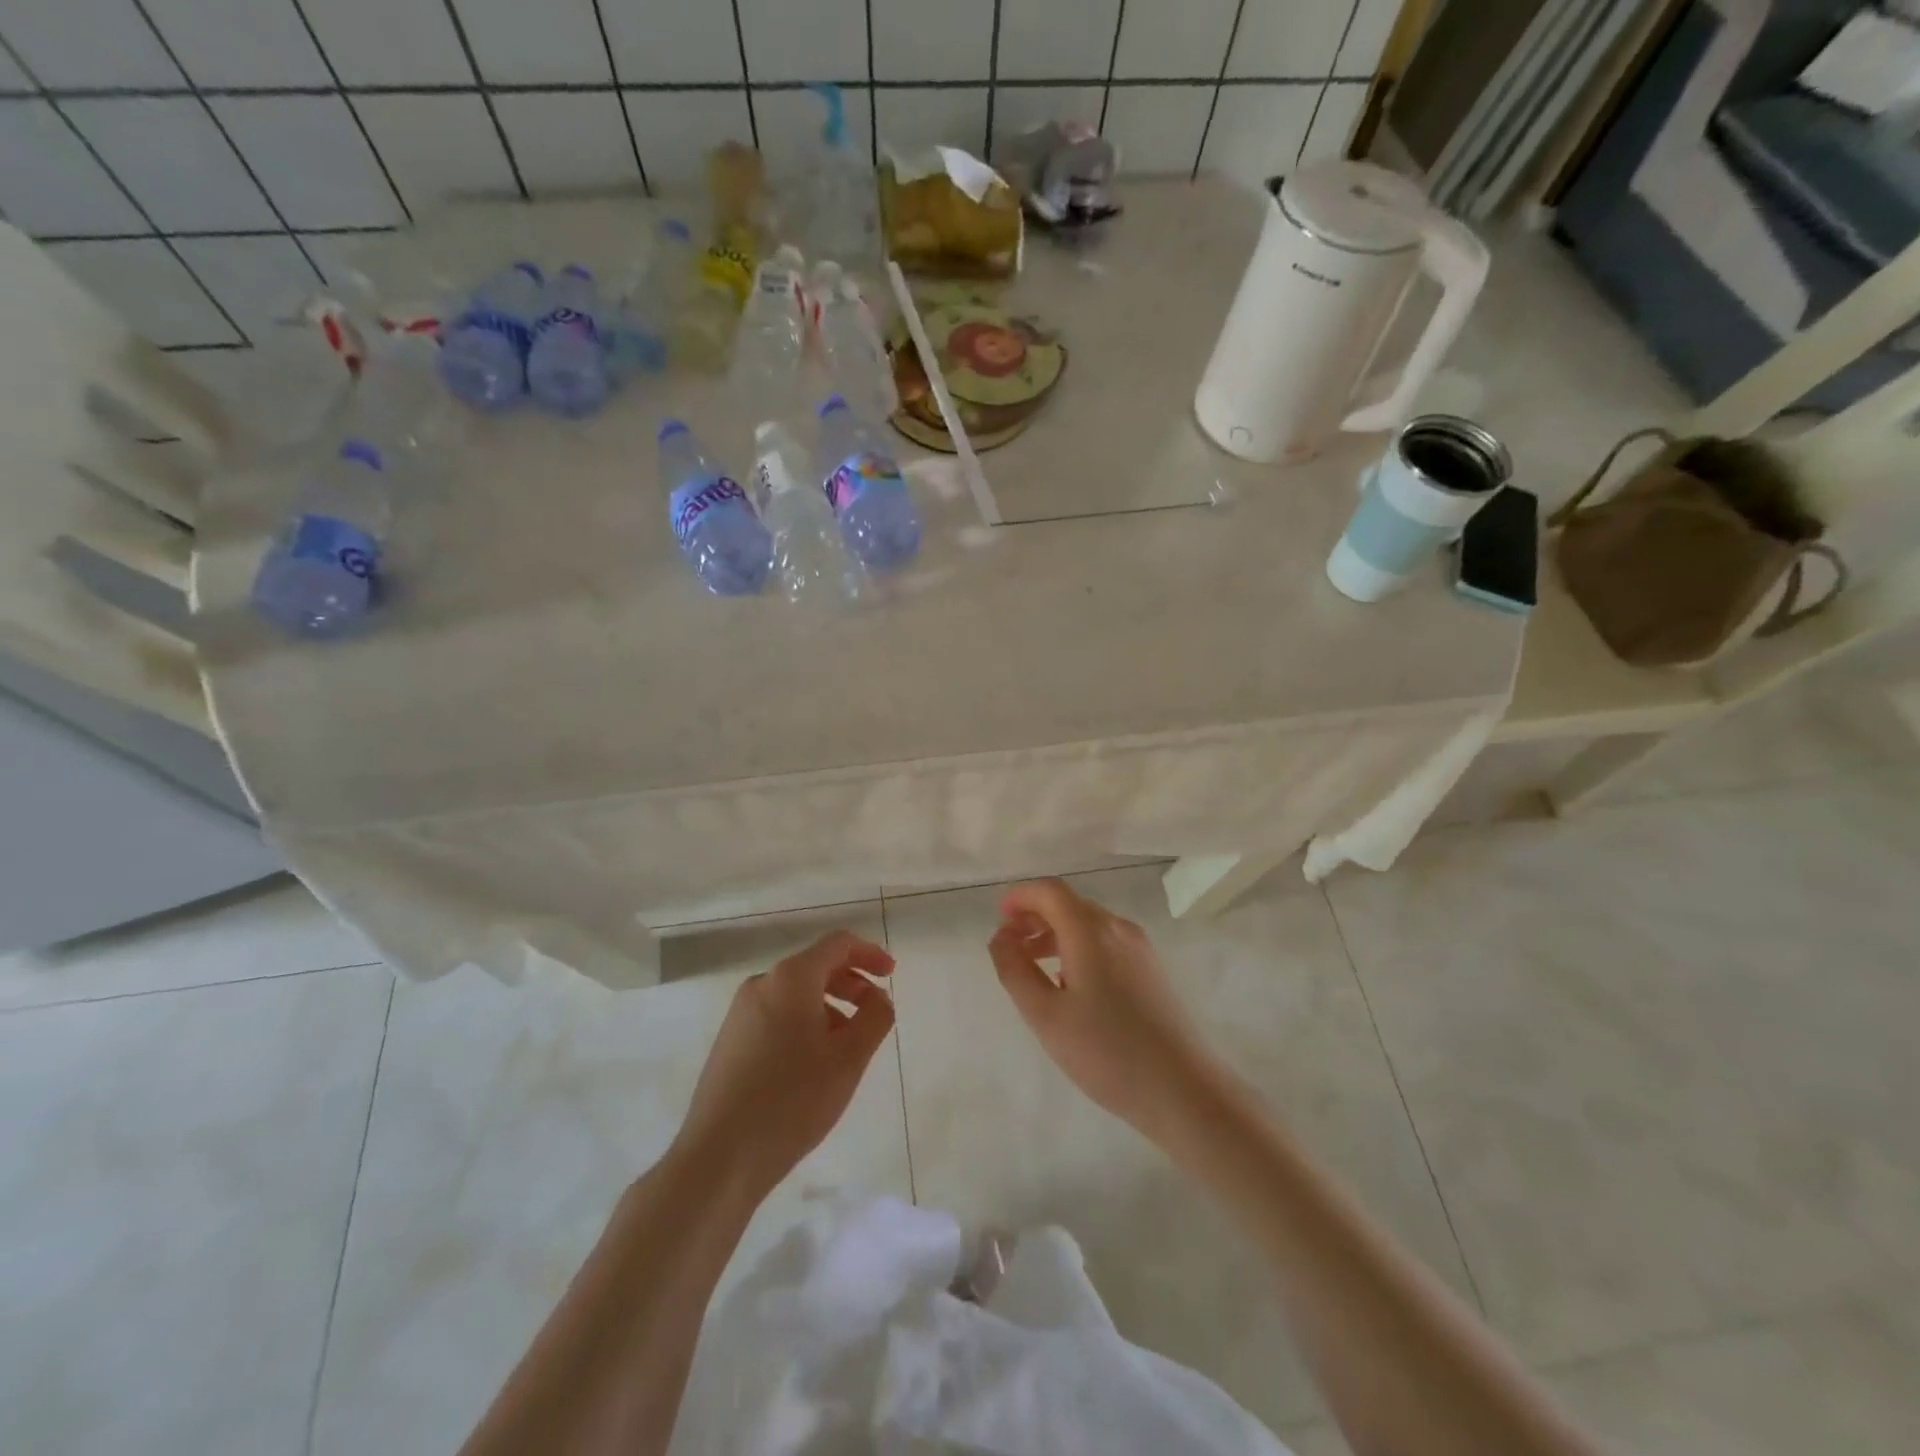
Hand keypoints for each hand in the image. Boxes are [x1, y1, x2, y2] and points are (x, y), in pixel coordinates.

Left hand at [674, 929, 896, 1201]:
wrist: (719, 1156)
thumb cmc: (793, 1100)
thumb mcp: (849, 1058)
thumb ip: (875, 1017)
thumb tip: (879, 997)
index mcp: (791, 978)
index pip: (838, 944)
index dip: (870, 953)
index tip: (891, 974)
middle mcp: (762, 984)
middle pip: (816, 966)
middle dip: (851, 982)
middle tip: (875, 1012)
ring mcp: (740, 1012)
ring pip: (796, 993)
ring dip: (830, 1006)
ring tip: (848, 1045)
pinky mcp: (730, 1040)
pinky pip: (777, 1015)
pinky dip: (805, 1022)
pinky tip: (814, 1063)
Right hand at [988, 879, 1222, 1139]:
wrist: (1184, 1089)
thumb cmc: (1106, 1052)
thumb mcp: (1045, 1015)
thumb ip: (1015, 969)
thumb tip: (1001, 937)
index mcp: (1090, 930)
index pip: (1050, 891)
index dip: (1020, 897)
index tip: (999, 919)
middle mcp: (1117, 927)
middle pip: (1069, 904)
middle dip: (1035, 917)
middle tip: (1010, 947)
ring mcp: (1140, 948)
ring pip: (1088, 924)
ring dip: (1055, 935)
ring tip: (1033, 968)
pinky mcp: (1152, 970)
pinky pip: (1106, 943)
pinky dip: (1078, 949)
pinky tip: (1070, 986)